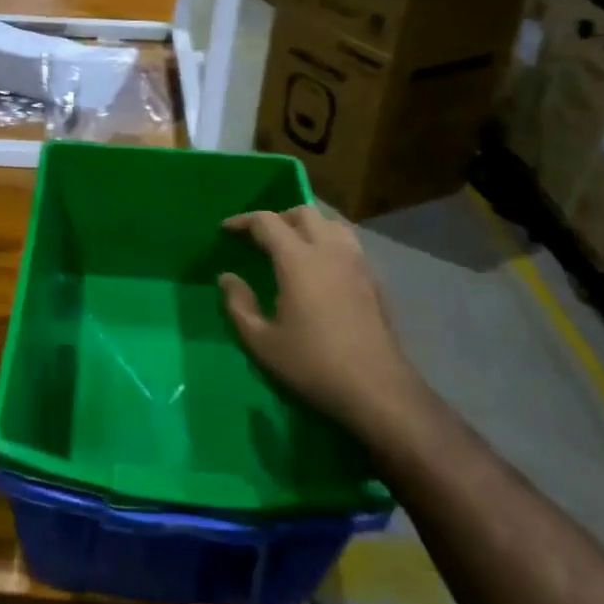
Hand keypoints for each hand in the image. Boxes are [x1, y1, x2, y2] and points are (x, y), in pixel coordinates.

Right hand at [217, 206, 427, 436]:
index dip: (243, 221)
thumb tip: (227, 278)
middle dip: (277, 218)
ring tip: (291, 246)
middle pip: (304, 213)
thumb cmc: (312, 365)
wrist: (377, 391)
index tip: (226, 230)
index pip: (267, 222)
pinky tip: (320, 269)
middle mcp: (330, 251)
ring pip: (332, 223)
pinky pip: (348, 244)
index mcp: (298, 260)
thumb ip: (238, 304)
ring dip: (308, 225)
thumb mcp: (261, 341)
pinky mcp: (374, 281)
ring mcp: (358, 264)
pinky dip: (328, 242)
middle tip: (259, 238)